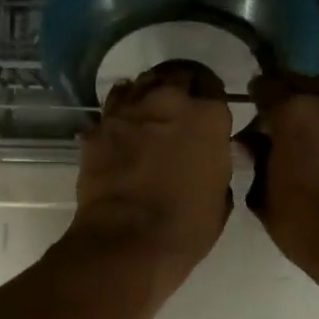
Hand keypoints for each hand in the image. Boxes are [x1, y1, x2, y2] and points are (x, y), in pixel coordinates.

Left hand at [70, 61, 233, 290]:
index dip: (210, 100)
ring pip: (140, 84)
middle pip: (176, 76)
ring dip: (148, 95)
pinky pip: (112, 110)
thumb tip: (210, 158)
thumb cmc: (185, 228)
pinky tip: (122, 132)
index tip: (208, 116)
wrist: (126, 242)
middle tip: (179, 111)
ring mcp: (128, 111)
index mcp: (208, 116)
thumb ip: (217, 165)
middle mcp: (169, 100)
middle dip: (180, 89)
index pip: (213, 86)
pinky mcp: (97, 129)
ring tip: (149, 115)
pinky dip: (119, 117)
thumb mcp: (220, 198)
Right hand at [247, 74, 318, 301]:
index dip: (257, 100)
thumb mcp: (265, 197)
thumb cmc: (308, 225)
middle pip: (303, 84)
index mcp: (293, 111)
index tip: (255, 118)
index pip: (266, 86)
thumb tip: (251, 143)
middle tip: (283, 128)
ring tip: (314, 141)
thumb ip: (256, 161)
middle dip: (290, 100)